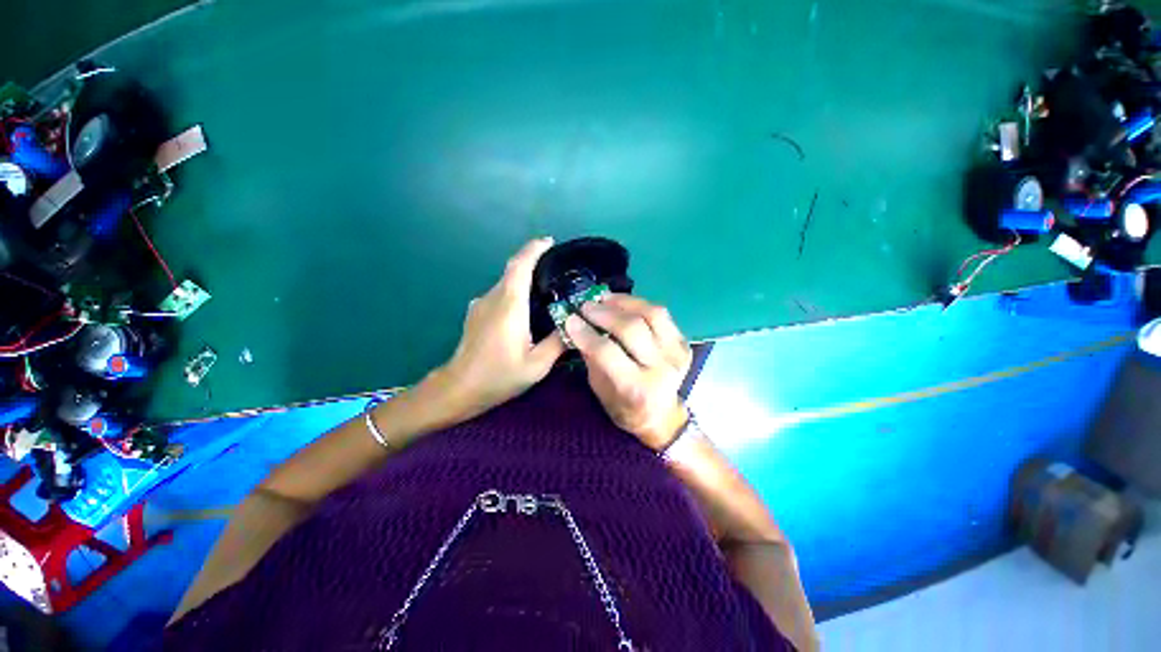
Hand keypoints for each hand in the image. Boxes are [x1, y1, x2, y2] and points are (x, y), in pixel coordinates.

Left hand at [432, 238, 565, 421]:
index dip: (534, 249)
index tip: (549, 241)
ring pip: (506, 282)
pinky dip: (514, 291)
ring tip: (545, 288)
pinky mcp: (476, 313)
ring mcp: (481, 304)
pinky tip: (525, 308)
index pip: (520, 266)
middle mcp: (493, 298)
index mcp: (510, 305)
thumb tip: (575, 326)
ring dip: (524, 277)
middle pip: (513, 269)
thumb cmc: (498, 376)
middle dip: (533, 261)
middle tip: (557, 268)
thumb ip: (558, 343)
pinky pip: (499, 293)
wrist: (458, 388)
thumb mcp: (537, 365)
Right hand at [564, 294, 692, 449]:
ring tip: (603, 298)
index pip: (608, 353)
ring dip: (623, 302)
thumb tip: (579, 325)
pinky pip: (661, 314)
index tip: (570, 320)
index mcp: (636, 389)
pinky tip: (622, 303)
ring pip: (652, 314)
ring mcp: (676, 354)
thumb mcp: (600, 390)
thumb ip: (591, 358)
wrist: (662, 416)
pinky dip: (639, 304)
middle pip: (632, 329)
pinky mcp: (683, 343)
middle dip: (604, 313)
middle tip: (585, 306)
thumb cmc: (624, 407)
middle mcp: (661, 370)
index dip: (587, 333)